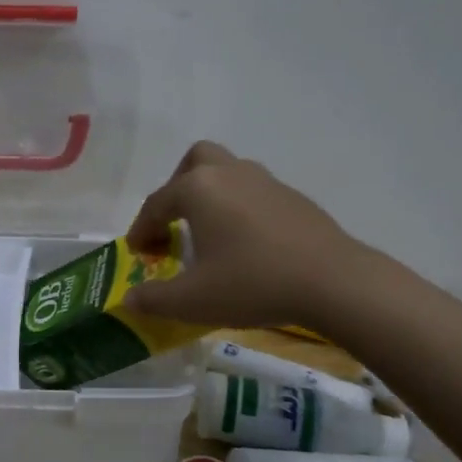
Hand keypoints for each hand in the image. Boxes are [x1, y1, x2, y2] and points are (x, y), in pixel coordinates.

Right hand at [123, 141, 364, 328]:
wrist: (333, 282)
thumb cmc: (252, 283)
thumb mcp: (192, 300)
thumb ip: (153, 299)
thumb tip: (128, 300)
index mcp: (198, 188)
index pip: (156, 203)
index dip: (141, 229)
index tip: (137, 253)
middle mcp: (229, 173)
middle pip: (195, 161)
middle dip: (177, 186)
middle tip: (174, 222)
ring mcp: (265, 181)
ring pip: (228, 172)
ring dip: (211, 195)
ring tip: (209, 234)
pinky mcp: (293, 197)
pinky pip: (254, 192)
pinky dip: (239, 208)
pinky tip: (246, 244)